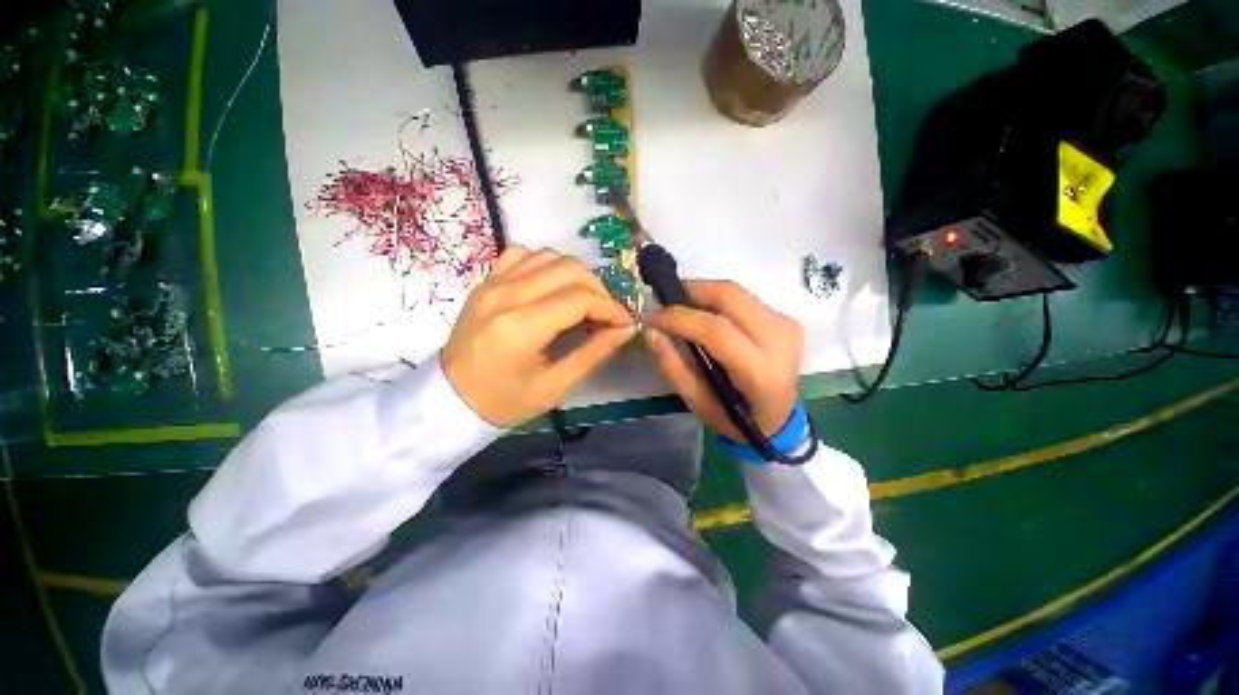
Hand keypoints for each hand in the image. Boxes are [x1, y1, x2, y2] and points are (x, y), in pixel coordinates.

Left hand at [442, 245, 635, 426]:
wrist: (449, 399)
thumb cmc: (504, 401)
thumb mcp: (555, 386)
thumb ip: (593, 353)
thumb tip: (626, 329)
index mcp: (521, 327)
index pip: (580, 298)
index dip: (611, 307)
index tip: (625, 323)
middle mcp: (506, 294)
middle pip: (570, 269)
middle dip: (599, 291)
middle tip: (605, 316)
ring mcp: (492, 283)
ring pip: (550, 256)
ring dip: (576, 277)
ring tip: (582, 303)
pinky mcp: (486, 280)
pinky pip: (522, 254)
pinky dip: (545, 265)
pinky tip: (550, 287)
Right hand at [645, 280, 802, 441]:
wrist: (780, 419)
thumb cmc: (735, 418)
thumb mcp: (697, 402)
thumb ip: (672, 366)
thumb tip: (651, 330)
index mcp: (760, 372)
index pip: (716, 330)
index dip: (680, 317)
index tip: (653, 316)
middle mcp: (779, 341)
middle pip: (730, 296)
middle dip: (691, 291)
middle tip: (665, 302)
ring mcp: (786, 325)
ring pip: (736, 292)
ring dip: (703, 293)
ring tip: (680, 306)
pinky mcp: (785, 318)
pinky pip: (743, 298)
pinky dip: (717, 300)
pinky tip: (703, 313)